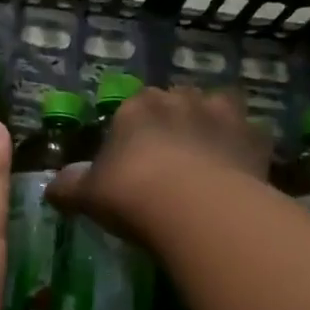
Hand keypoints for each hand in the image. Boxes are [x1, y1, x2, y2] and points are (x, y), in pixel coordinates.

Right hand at [47, 85, 270, 236]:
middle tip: (169, 160)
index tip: (131, 159)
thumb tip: (53, 187)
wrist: (197, 209)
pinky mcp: (256, 138)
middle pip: (176, 103)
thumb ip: (69, 187)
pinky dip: (244, 150)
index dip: (132, 132)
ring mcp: (223, 115)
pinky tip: (238, 174)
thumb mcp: (88, 195)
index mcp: (136, 106)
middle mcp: (180, 100)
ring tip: (208, 159)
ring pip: (217, 109)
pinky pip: (250, 138)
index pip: (132, 108)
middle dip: (173, 123)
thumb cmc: (133, 193)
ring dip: (212, 126)